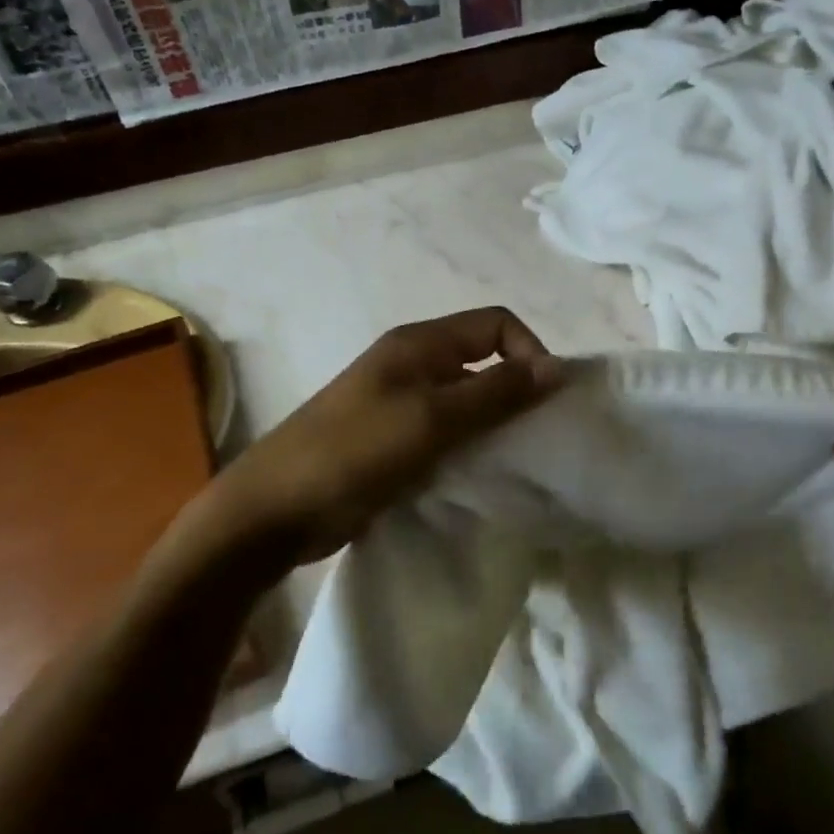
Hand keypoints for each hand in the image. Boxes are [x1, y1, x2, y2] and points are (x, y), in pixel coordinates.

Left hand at [214, 308, 565, 562]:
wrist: (276, 510)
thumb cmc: (354, 452)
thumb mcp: (432, 419)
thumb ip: (496, 392)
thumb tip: (557, 367)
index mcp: (419, 344)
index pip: (495, 324)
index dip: (528, 352)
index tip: (544, 402)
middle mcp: (413, 366)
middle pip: (483, 362)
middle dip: (515, 393)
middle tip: (536, 440)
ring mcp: (400, 405)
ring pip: (467, 404)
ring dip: (493, 427)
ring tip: (513, 464)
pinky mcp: (394, 443)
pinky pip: (447, 436)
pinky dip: (469, 450)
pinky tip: (479, 479)